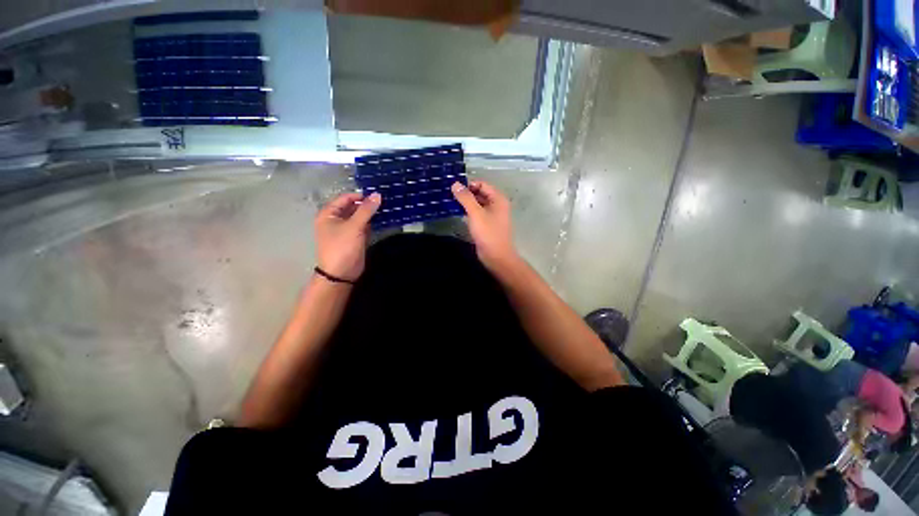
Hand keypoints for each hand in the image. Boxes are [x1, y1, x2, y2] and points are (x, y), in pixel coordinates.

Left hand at [314, 192, 380, 281]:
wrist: (341, 273)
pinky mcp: (354, 238)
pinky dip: (371, 224)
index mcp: (329, 214)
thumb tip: (378, 194)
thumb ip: (366, 210)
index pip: (345, 198)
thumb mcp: (354, 226)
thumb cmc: (343, 247)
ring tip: (386, 209)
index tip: (377, 196)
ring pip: (359, 217)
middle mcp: (336, 220)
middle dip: (367, 205)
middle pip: (353, 207)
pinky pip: (363, 227)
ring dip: (370, 214)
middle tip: (384, 202)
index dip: (360, 196)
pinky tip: (382, 220)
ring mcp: (346, 229)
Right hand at [451, 180, 519, 272]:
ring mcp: (492, 215)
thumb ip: (465, 198)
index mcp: (498, 199)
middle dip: (466, 193)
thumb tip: (455, 183)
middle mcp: (497, 205)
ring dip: (466, 202)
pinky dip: (468, 211)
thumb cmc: (488, 233)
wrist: (496, 256)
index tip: (454, 188)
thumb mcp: (476, 213)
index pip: (482, 184)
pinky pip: (477, 213)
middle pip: (480, 193)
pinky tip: (457, 212)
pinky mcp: (487, 225)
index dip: (469, 184)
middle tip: (449, 194)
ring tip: (450, 201)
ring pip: (478, 204)